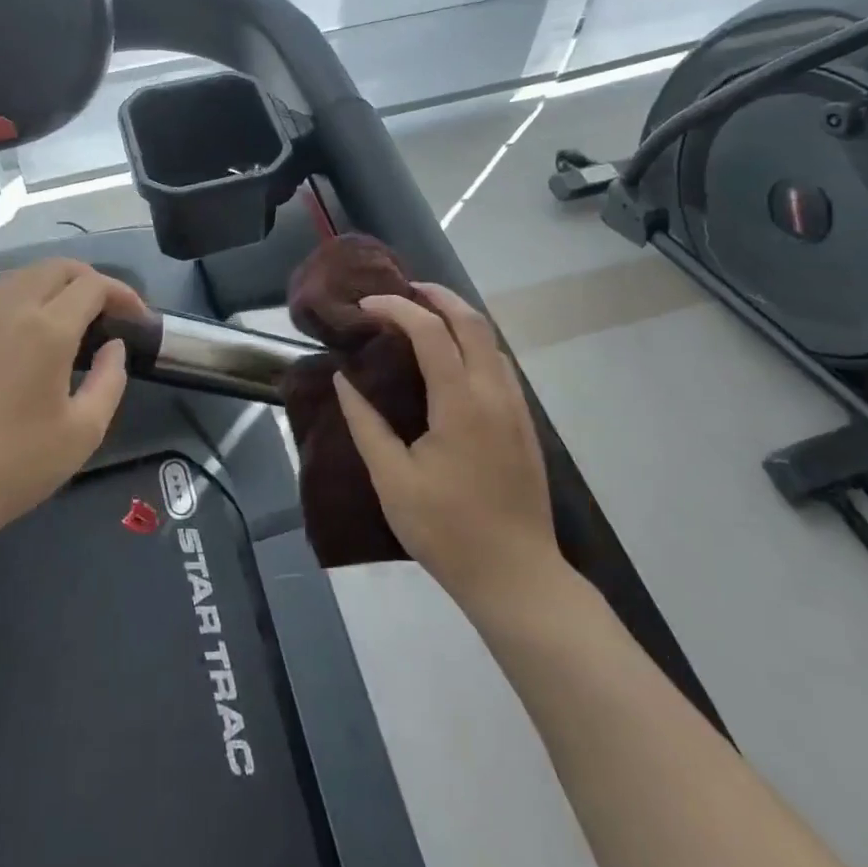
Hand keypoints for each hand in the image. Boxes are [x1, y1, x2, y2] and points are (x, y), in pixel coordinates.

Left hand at [0, 260, 145, 554]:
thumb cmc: (17, 464)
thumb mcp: (84, 431)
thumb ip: (110, 380)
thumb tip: (113, 346)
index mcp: (47, 329)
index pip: (93, 286)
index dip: (122, 294)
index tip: (137, 318)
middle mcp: (9, 309)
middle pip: (56, 267)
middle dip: (89, 279)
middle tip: (108, 310)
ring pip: (22, 275)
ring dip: (54, 282)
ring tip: (70, 313)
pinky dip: (22, 297)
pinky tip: (26, 331)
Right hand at [335, 285, 566, 610]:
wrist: (516, 576)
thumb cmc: (447, 530)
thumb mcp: (392, 480)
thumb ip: (366, 425)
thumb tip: (343, 381)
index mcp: (461, 404)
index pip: (430, 332)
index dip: (397, 308)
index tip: (367, 306)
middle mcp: (494, 394)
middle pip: (472, 321)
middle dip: (436, 296)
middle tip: (401, 290)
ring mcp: (516, 408)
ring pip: (492, 340)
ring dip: (458, 317)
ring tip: (422, 316)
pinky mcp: (524, 424)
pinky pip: (500, 364)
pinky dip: (474, 343)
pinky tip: (451, 358)